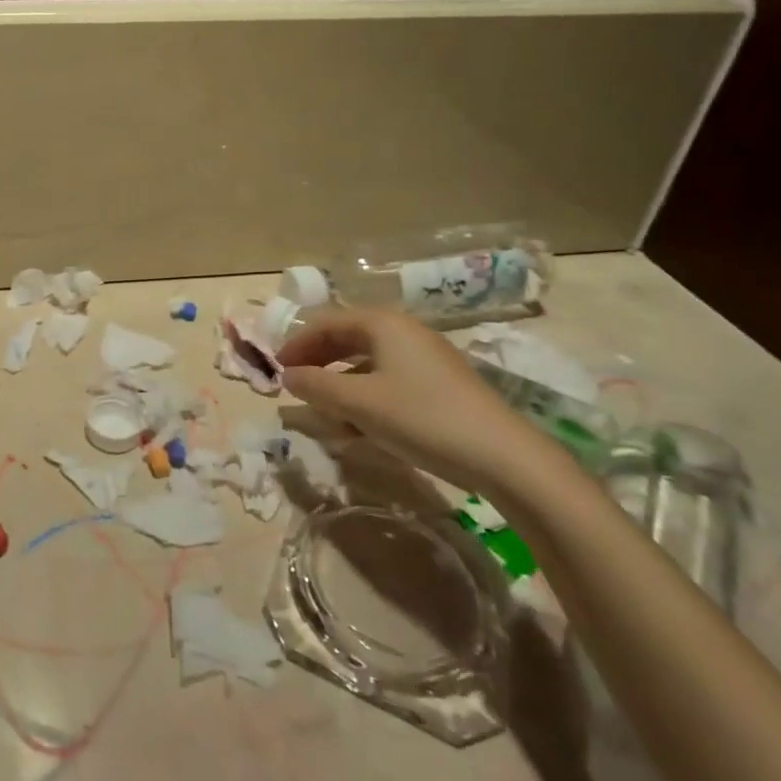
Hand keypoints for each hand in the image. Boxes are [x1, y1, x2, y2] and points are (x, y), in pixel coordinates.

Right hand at [278, 307, 550, 497]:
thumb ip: (317, 387)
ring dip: (340, 384)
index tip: (275, 369)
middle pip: (346, 338)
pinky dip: (366, 396)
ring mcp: (425, 358)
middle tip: (295, 387)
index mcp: (382, 323)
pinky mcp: (440, 385)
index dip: (296, 344)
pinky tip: (360, 427)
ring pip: (367, 362)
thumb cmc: (422, 418)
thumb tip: (287, 376)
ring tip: (324, 413)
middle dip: (317, 362)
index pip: (325, 323)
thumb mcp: (359, 404)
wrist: (505, 457)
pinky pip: (388, 380)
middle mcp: (403, 332)